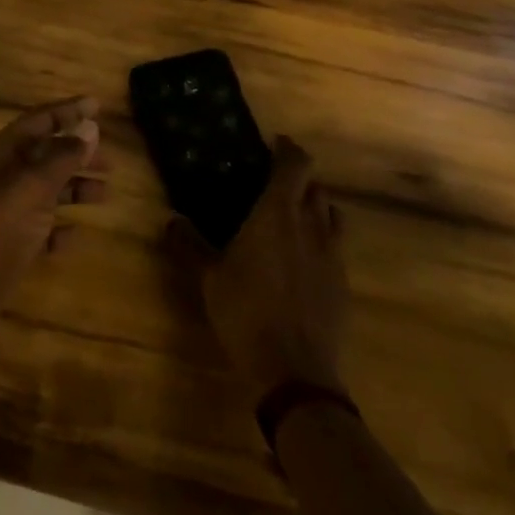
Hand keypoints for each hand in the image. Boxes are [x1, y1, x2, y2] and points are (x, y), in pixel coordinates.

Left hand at [0, 97, 107, 329]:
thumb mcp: (31, 189)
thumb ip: (61, 158)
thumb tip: (90, 127)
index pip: (38, 120)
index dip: (67, 111)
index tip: (97, 105)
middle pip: (43, 153)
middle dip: (76, 152)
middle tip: (110, 159)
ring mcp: (2, 210)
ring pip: (44, 189)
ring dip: (73, 187)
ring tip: (105, 194)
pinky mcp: (7, 243)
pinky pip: (39, 226)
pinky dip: (59, 226)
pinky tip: (76, 234)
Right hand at [171, 136, 347, 405]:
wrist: (295, 371)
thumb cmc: (246, 311)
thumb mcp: (208, 277)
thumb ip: (190, 244)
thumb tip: (171, 220)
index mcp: (278, 213)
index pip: (296, 165)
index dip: (288, 149)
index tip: (275, 143)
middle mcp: (311, 226)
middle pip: (316, 187)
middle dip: (299, 179)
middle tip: (275, 184)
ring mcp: (333, 256)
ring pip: (332, 215)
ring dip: (316, 208)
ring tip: (294, 217)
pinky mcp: (343, 285)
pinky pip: (336, 248)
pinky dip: (322, 241)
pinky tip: (304, 261)